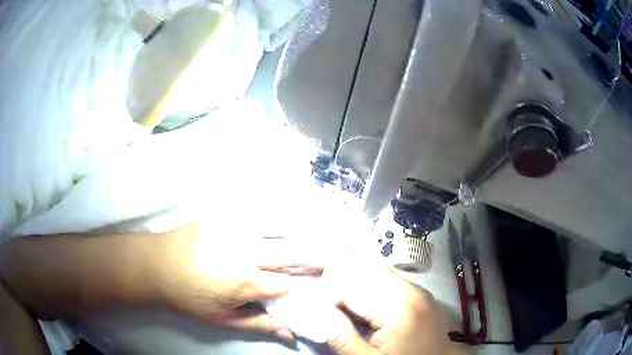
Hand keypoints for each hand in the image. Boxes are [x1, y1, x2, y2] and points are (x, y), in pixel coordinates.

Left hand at [155, 223, 322, 341]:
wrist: (157, 265)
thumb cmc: (189, 296)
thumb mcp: (221, 318)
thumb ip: (257, 324)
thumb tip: (290, 335)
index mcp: (245, 280)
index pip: (286, 283)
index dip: (302, 286)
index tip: (316, 286)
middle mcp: (245, 251)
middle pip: (292, 251)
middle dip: (315, 255)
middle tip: (335, 254)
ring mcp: (235, 229)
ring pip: (279, 227)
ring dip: (300, 232)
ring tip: (319, 233)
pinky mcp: (224, 216)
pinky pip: (257, 213)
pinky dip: (276, 218)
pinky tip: (286, 218)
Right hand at [321, 258, 460, 354]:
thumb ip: (341, 336)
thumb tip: (316, 309)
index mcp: (401, 306)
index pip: (352, 283)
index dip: (327, 292)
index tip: (315, 306)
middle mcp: (411, 289)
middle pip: (364, 271)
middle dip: (339, 283)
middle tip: (325, 303)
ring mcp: (417, 290)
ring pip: (374, 272)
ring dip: (352, 285)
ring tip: (340, 306)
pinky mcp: (417, 294)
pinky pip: (385, 282)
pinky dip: (367, 290)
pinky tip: (359, 307)